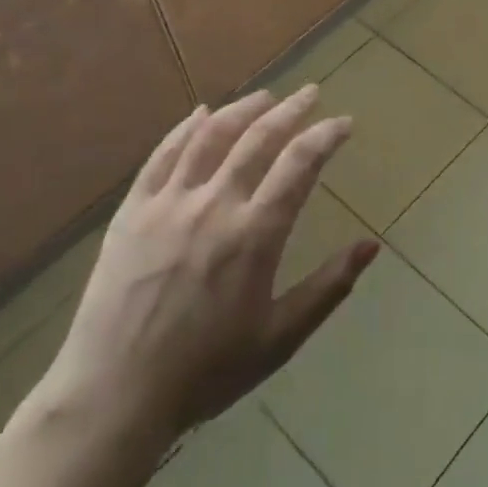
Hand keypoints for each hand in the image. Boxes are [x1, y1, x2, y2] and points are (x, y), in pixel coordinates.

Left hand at [36, 87, 376, 451]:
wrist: (115, 394)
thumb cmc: (206, 372)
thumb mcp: (280, 338)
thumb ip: (329, 287)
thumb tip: (372, 245)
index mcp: (254, 235)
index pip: (299, 164)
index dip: (326, 136)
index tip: (344, 122)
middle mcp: (214, 205)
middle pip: (258, 138)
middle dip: (291, 109)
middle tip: (310, 92)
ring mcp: (168, 203)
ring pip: (210, 136)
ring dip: (242, 109)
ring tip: (265, 96)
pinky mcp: (132, 210)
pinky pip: (163, 155)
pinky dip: (186, 129)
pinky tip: (200, 115)